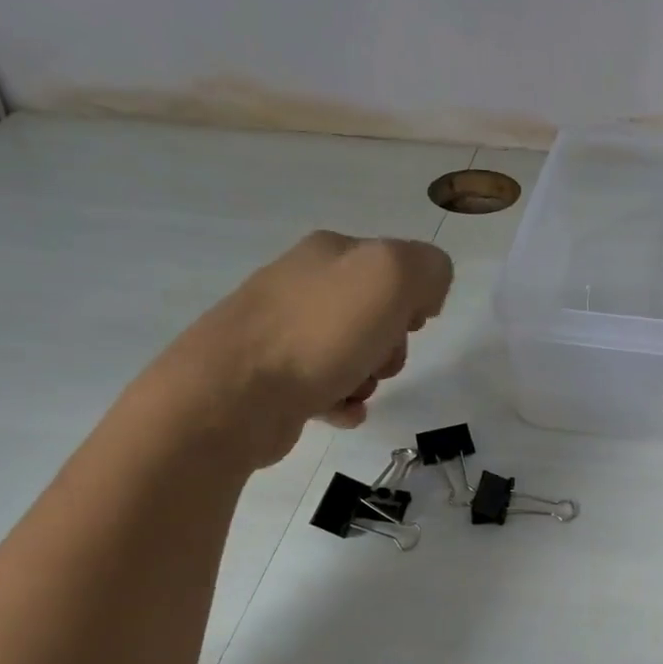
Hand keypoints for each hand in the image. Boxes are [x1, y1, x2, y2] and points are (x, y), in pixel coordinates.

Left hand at [152, 231, 452, 468]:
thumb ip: (427, 269)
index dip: (414, 299)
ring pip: (356, 354)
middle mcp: (303, 285)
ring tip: (352, 388)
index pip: (396, 266)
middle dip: (392, 345)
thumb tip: (424, 296)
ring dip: (369, 378)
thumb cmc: (319, 332)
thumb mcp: (392, 276)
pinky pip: (330, 389)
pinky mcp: (275, 377)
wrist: (235, 394)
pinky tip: (341, 410)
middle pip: (378, 316)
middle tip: (379, 358)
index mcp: (330, 253)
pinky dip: (345, 403)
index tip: (411, 323)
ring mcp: (284, 332)